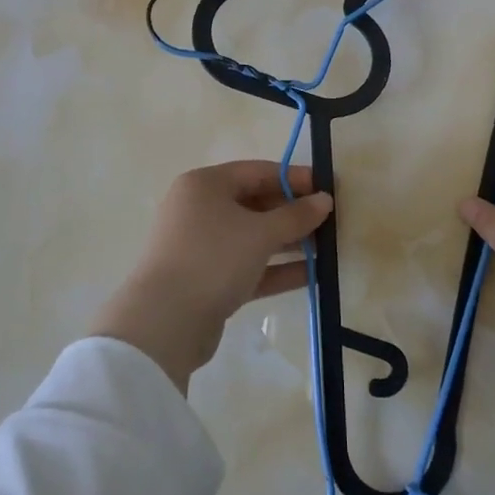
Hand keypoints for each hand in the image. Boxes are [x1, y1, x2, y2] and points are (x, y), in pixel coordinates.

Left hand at [92, 161, 333, 392]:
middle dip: (292, 213)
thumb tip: (324, 200)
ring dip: (287, 242)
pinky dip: (275, 268)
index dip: (294, 178)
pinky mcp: (206, 280)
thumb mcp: (260, 233)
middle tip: (330, 222)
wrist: (164, 323)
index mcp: (205, 185)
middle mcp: (199, 209)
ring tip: (326, 249)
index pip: (257, 171)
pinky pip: (247, 266)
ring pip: (252, 237)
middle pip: (254, 203)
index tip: (327, 188)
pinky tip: (311, 276)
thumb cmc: (213, 258)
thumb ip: (296, 215)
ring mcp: (201, 246)